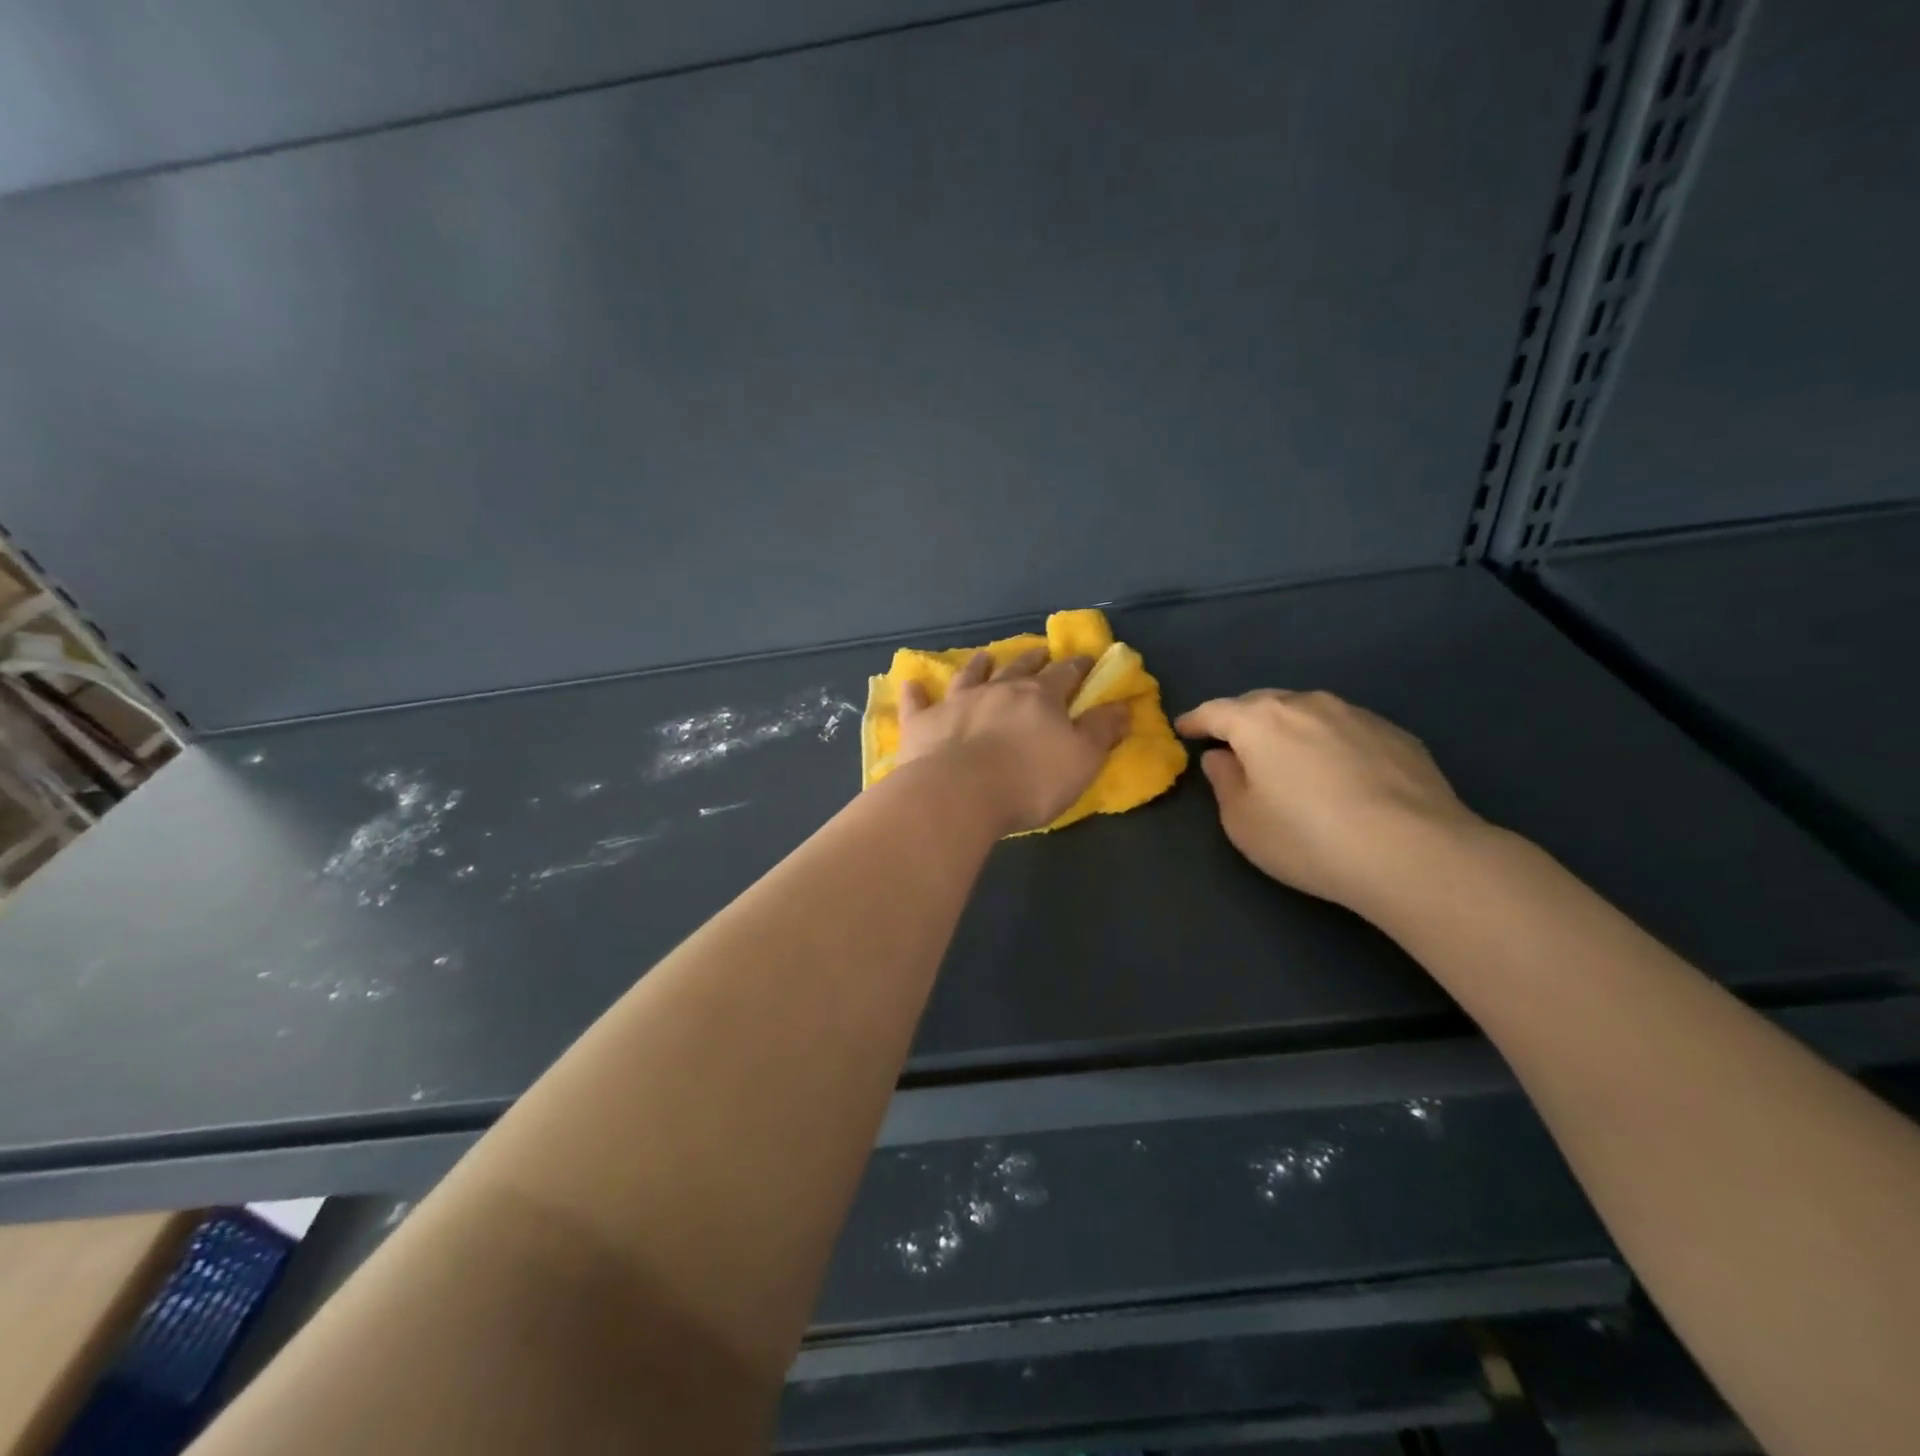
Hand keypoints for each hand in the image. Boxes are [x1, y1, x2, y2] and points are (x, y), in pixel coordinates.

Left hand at [896, 649, 1130, 834]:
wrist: (959, 793)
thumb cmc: (1028, 780)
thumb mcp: (1082, 760)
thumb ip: (1102, 731)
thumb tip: (1123, 706)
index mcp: (1039, 697)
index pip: (1065, 675)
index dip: (1078, 667)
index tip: (1085, 659)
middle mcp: (998, 690)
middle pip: (1018, 668)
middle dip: (1032, 659)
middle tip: (1039, 651)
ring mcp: (956, 703)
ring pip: (970, 676)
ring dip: (979, 666)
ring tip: (985, 657)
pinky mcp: (922, 723)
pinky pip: (917, 703)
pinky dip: (915, 693)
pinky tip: (911, 684)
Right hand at [1175, 690, 1483, 915]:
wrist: (1413, 852)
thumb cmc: (1307, 838)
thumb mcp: (1242, 821)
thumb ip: (1224, 781)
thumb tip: (1222, 757)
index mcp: (1259, 720)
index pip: (1215, 711)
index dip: (1195, 720)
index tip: (1183, 729)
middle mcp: (1306, 704)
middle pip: (1261, 704)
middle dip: (1241, 720)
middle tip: (1232, 743)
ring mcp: (1355, 714)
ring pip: (1307, 712)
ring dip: (1288, 728)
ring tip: (1286, 756)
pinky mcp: (1395, 734)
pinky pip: (1345, 729)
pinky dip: (1329, 742)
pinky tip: (1338, 773)